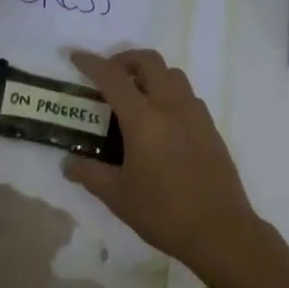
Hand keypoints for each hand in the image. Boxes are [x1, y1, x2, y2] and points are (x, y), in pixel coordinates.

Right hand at [63, 48, 260, 277]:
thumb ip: (89, 174)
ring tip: (134, 97)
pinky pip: (188, 96)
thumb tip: (68, 163)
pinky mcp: (211, 129)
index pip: (113, 78)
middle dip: (125, 60)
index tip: (77, 57)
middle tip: (108, 76)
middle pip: (150, 62)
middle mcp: (172, 107)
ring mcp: (196, 116)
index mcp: (144, 119)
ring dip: (151, 75)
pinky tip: (160, 122)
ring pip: (173, 75)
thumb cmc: (163, 212)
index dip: (92, 63)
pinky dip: (169, 94)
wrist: (220, 231)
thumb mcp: (117, 196)